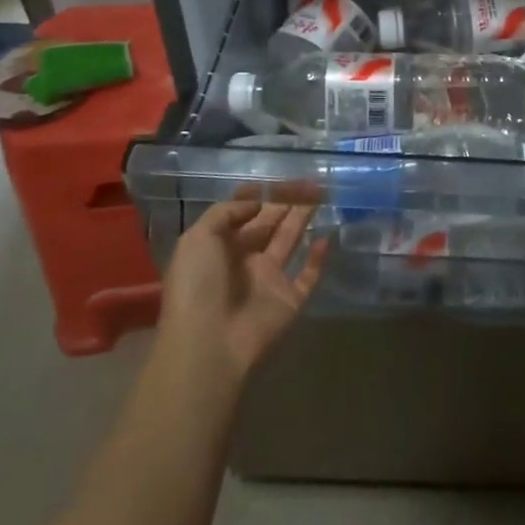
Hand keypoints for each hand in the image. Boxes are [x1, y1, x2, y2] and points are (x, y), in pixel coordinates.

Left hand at [159, 187, 328, 377]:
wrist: (209, 343)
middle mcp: (244, 260)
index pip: (243, 215)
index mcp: (219, 247)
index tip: (278, 180)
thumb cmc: (198, 286)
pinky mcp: (289, 300)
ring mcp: (268, 281)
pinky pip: (308, 276)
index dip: (260, 197)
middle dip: (288, 202)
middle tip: (311, 181)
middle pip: (270, 224)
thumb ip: (226, 212)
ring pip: (290, 242)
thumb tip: (258, 203)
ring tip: (323, 194)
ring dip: (303, 219)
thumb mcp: (197, 238)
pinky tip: (326, 238)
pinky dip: (318, 259)